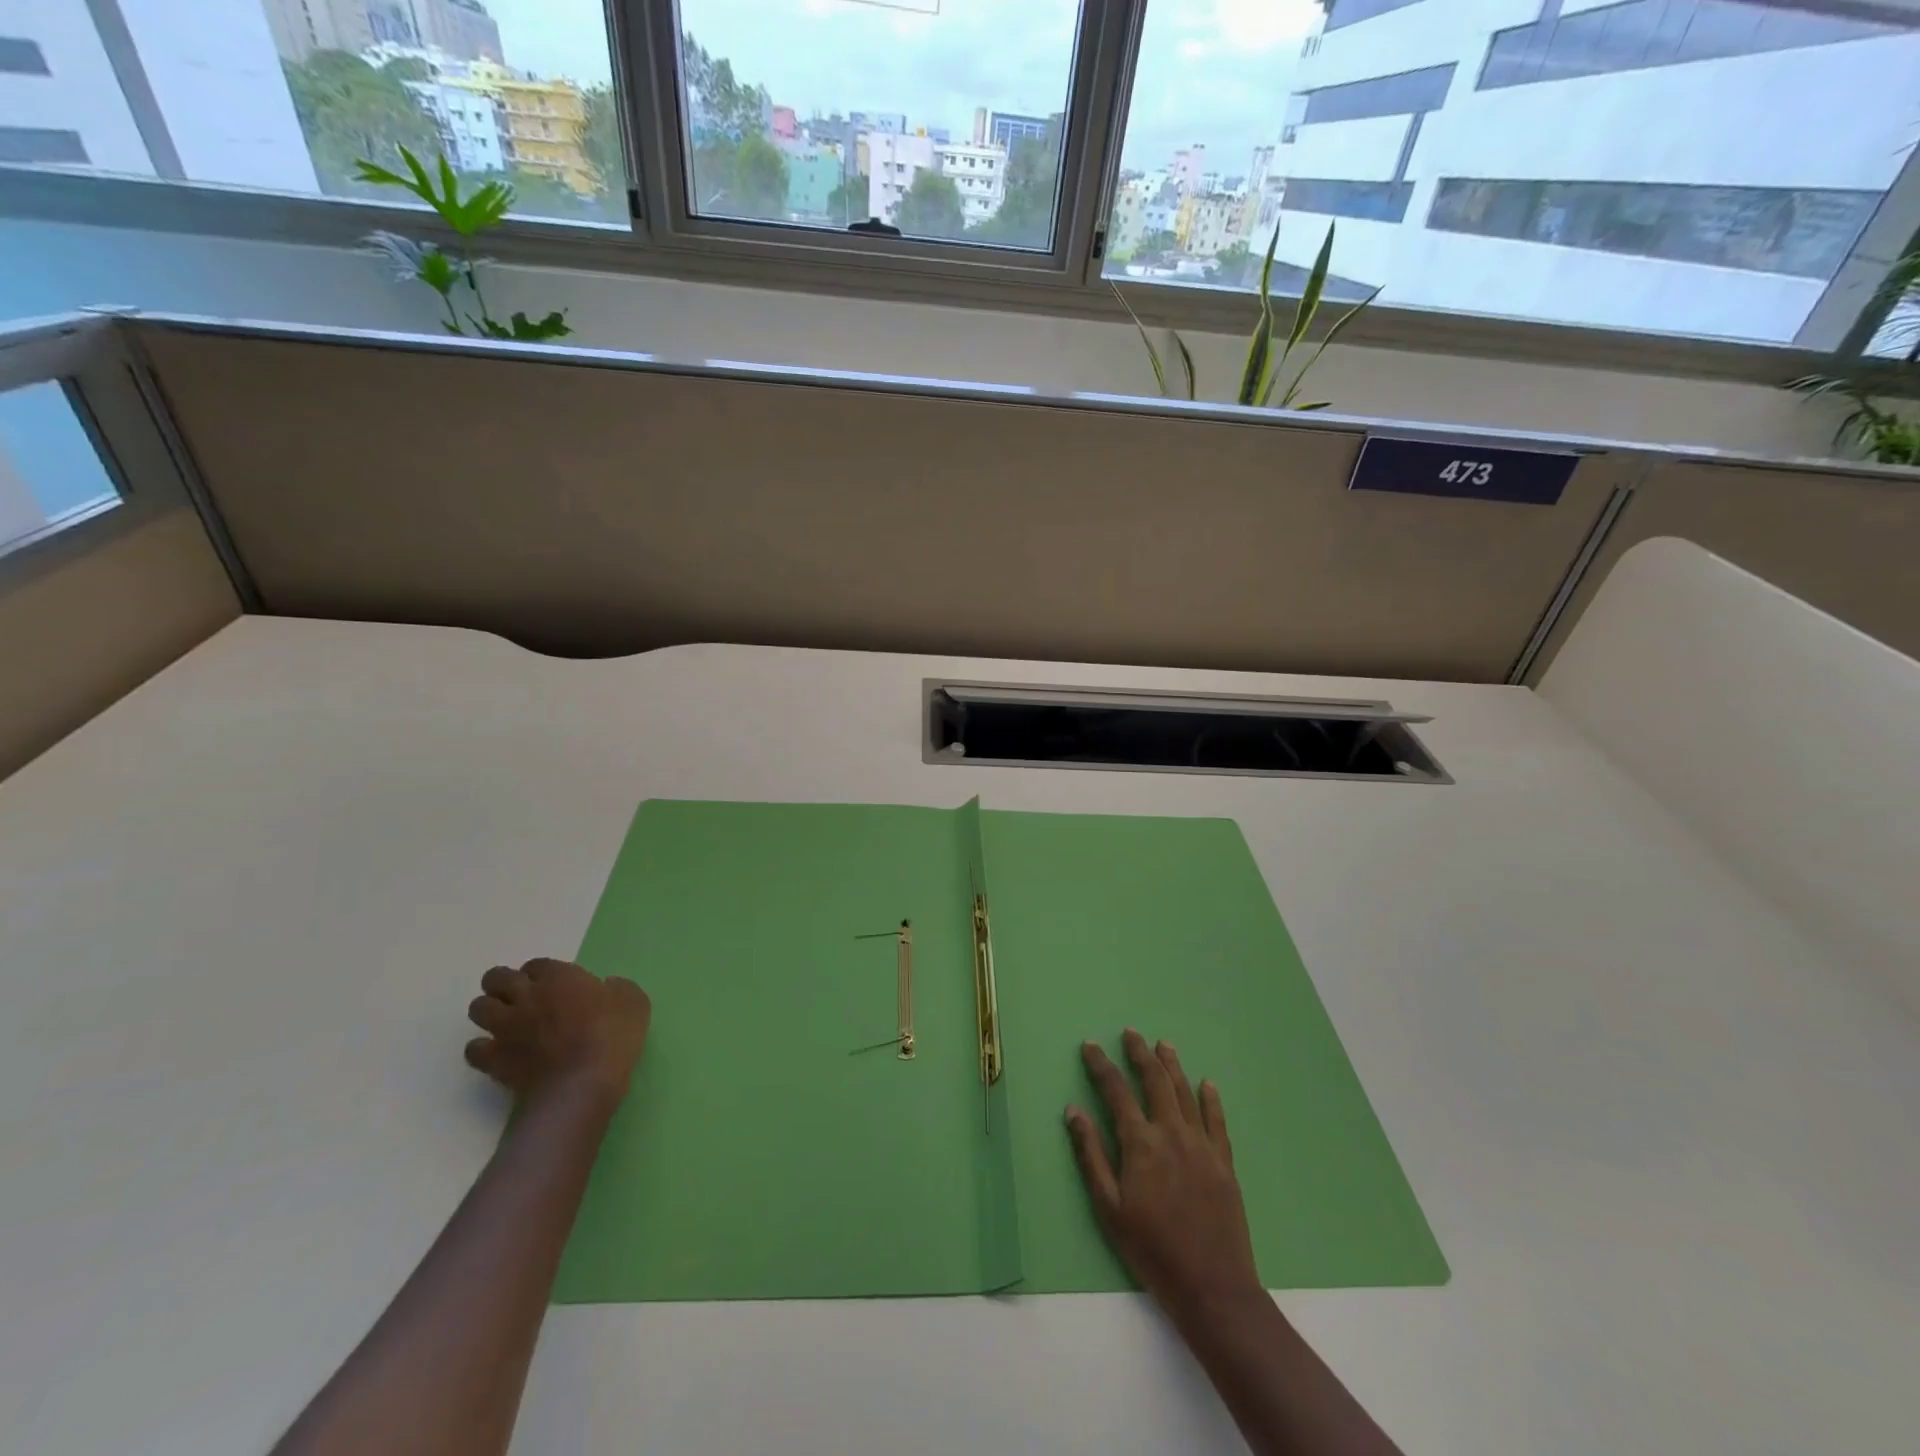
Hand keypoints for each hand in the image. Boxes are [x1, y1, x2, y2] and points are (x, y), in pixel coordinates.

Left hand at [464, 958, 650, 1104]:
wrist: (581, 1085)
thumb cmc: (612, 1037)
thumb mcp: (633, 1002)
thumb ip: (617, 988)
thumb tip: (607, 987)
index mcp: (559, 978)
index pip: (537, 964)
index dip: (543, 973)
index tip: (555, 984)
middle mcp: (526, 996)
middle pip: (496, 978)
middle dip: (504, 983)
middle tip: (522, 996)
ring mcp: (505, 1028)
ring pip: (478, 1008)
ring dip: (490, 1011)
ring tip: (506, 1022)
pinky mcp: (494, 1060)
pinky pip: (474, 1049)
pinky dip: (482, 1049)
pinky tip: (498, 1053)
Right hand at [1066, 1029, 1261, 1324]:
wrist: (1212, 1287)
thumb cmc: (1152, 1250)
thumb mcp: (1109, 1207)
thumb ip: (1090, 1154)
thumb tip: (1073, 1110)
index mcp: (1140, 1143)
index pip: (1116, 1091)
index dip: (1101, 1065)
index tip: (1091, 1046)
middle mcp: (1171, 1133)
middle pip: (1155, 1081)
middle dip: (1140, 1053)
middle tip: (1130, 1033)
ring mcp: (1201, 1145)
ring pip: (1185, 1092)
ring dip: (1172, 1065)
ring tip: (1163, 1045)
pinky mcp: (1224, 1162)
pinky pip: (1217, 1120)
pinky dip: (1210, 1098)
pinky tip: (1206, 1083)